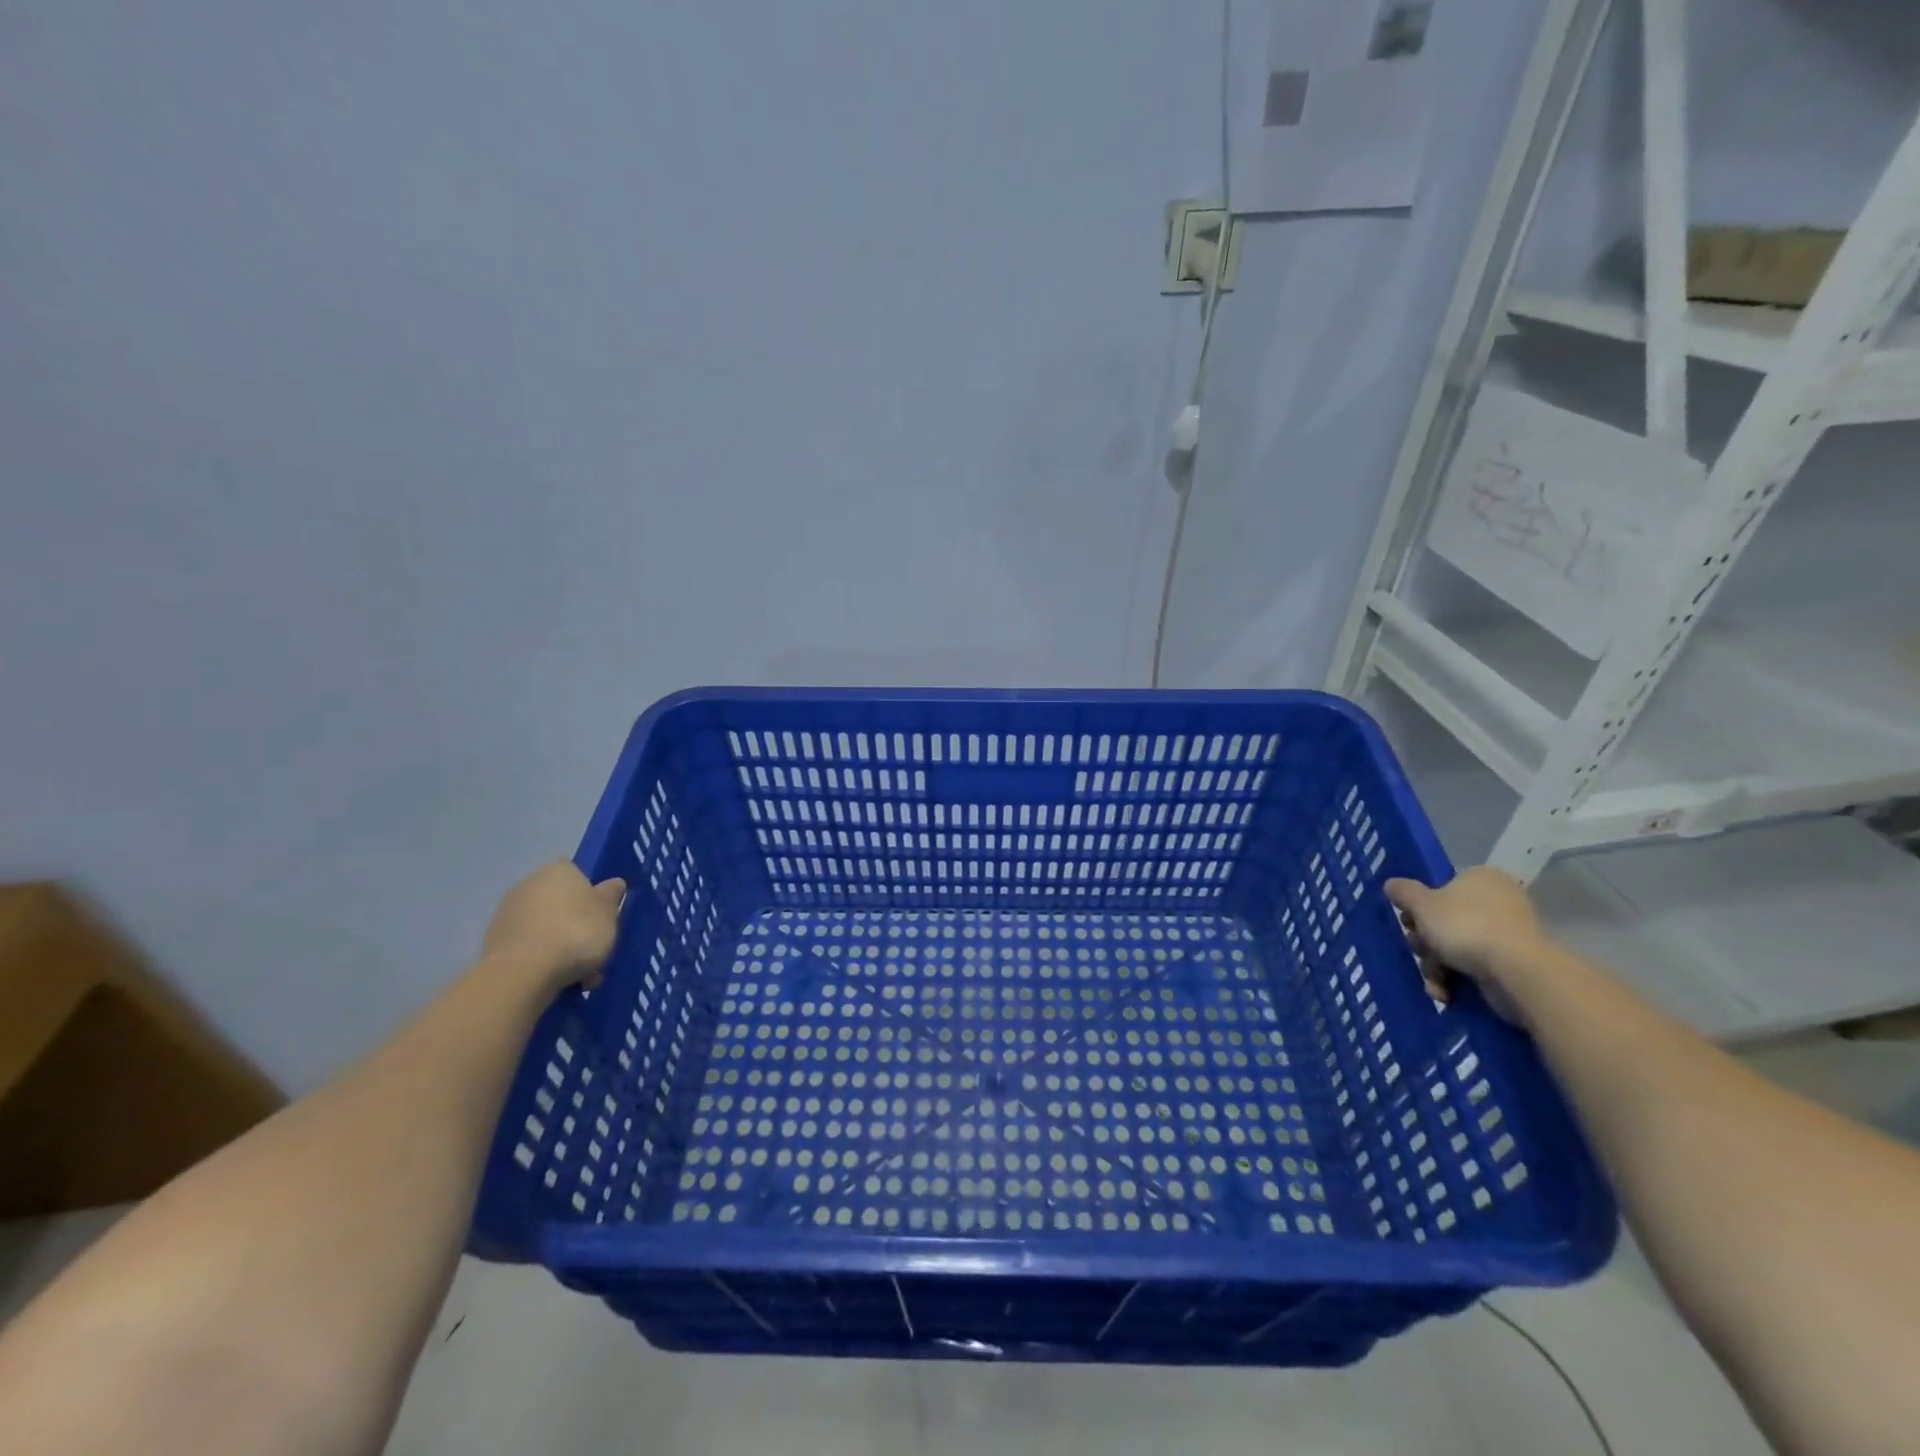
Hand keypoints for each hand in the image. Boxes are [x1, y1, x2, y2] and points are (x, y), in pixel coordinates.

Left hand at [482, 863, 625, 993]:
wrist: (522, 974)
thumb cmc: (576, 933)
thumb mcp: (608, 913)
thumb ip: (611, 896)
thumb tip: (613, 883)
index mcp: (558, 870)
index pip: (578, 873)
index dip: (591, 894)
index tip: (602, 917)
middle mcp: (529, 884)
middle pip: (562, 903)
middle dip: (577, 925)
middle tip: (594, 951)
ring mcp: (507, 913)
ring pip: (546, 928)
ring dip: (562, 947)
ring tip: (580, 977)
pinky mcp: (494, 942)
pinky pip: (528, 947)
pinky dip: (542, 960)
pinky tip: (556, 981)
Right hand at [1384, 867, 1546, 1010]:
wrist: (1516, 972)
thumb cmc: (1465, 926)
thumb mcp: (1421, 904)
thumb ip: (1403, 892)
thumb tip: (1392, 884)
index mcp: (1481, 878)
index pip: (1442, 888)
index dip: (1419, 907)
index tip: (1409, 923)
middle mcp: (1499, 901)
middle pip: (1445, 921)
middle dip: (1426, 943)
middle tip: (1419, 951)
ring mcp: (1510, 933)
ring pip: (1457, 947)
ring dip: (1437, 966)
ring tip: (1435, 980)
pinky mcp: (1515, 963)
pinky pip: (1476, 967)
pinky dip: (1457, 980)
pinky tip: (1446, 992)